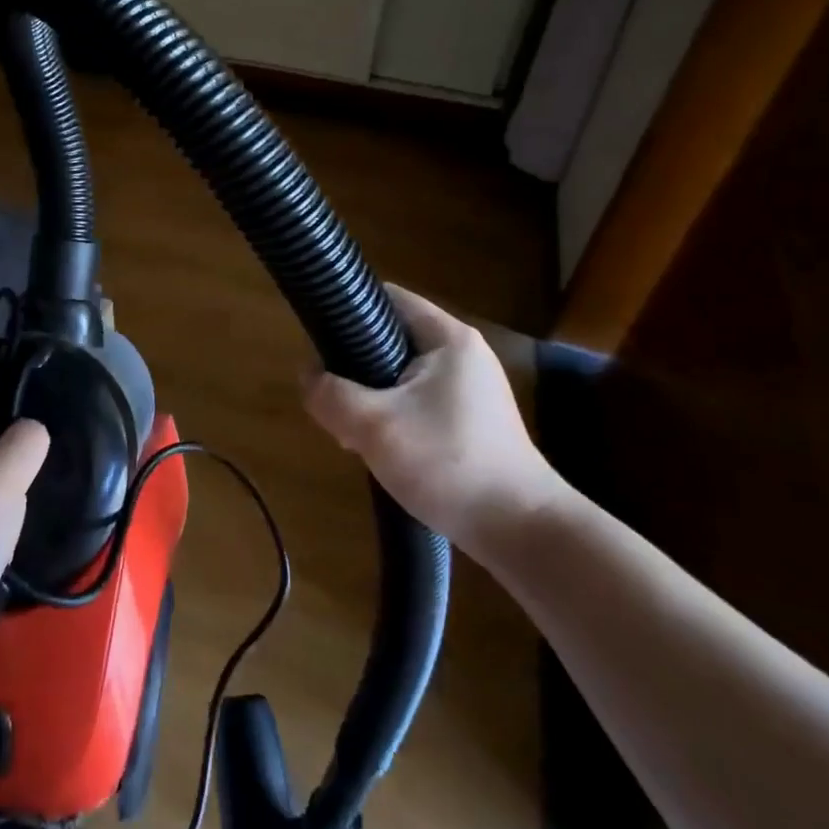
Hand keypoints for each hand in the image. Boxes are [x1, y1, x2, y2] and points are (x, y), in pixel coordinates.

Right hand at [302, 285, 565, 561]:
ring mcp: (471, 390)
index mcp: (447, 338)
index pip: (388, 297)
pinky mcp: (473, 422)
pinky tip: (380, 450)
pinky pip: (419, 404)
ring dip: (371, 398)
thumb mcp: (374, 426)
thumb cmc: (448, 463)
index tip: (318, 340)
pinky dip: (394, 418)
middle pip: (390, 339)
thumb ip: (330, 394)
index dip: (348, 309)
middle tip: (333, 400)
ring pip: (401, 377)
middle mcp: (463, 354)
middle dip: (354, 367)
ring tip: (351, 433)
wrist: (521, 531)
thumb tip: (308, 375)